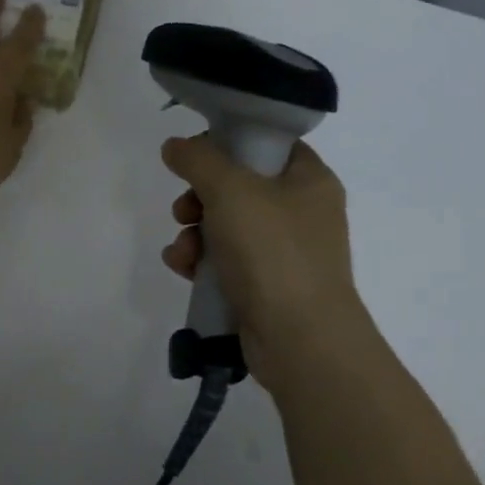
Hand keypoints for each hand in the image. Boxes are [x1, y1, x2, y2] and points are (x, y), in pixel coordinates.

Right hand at [160, 135, 369, 390]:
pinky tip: (183, 268)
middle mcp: (302, 212)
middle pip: (239, 186)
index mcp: (309, 179)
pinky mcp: (267, 286)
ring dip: (194, 234)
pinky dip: (202, 262)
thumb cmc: (273, 253)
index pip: (267, 143)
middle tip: (185, 210)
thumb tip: (175, 146)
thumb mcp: (231, 191)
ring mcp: (286, 253)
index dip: (228, 143)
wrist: (301, 341)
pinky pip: (227, 262)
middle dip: (200, 197)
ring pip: (227, 226)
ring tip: (182, 251)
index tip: (195, 156)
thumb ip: (198, 160)